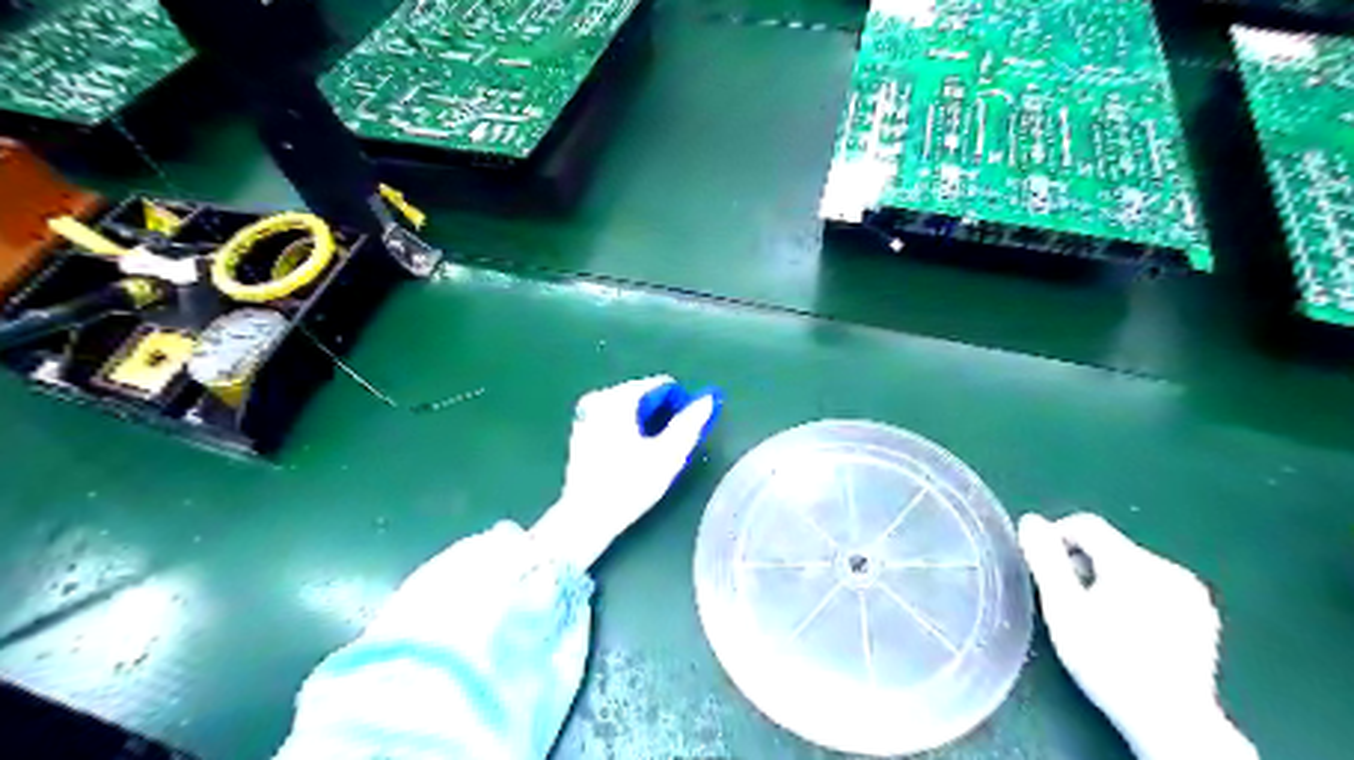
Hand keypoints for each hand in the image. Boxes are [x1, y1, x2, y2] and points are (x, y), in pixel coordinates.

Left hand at [527, 373, 717, 569]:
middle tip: (665, 448)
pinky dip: (627, 430)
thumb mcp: (668, 455)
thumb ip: (690, 423)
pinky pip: (615, 419)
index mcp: (618, 398)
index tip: (682, 434)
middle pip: (645, 395)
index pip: (663, 385)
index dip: (680, 407)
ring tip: (649, 456)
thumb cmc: (630, 485)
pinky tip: (629, 458)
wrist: (587, 517)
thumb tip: (708, 399)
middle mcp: (599, 398)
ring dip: (645, 425)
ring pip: (630, 408)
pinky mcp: (581, 430)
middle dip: (661, 416)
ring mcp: (586, 413)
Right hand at [1022, 513, 1252, 755]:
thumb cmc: (1106, 660)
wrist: (1170, 720)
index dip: (1056, 537)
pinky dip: (1136, 596)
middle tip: (1067, 600)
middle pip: (1110, 546)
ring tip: (1096, 617)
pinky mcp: (1203, 615)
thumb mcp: (1063, 608)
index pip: (1085, 524)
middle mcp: (1167, 568)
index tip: (1043, 568)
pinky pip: (1157, 587)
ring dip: (1108, 579)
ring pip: (1133, 567)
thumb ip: (1045, 559)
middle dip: (1083, 564)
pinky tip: (1129, 629)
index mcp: (1133, 562)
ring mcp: (1191, 593)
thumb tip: (1031, 521)